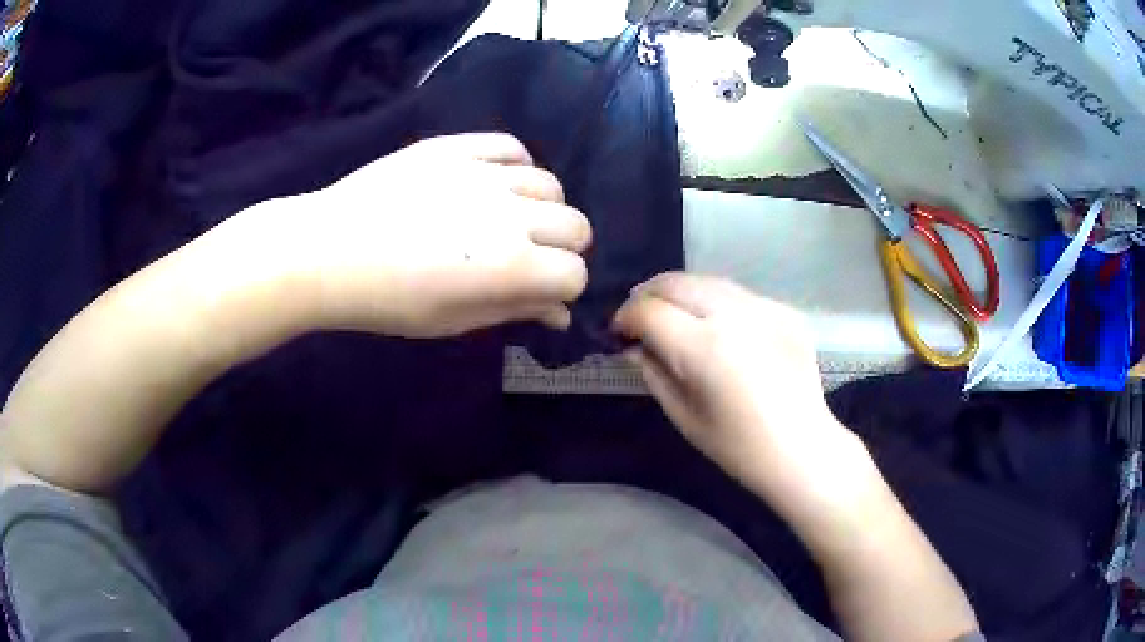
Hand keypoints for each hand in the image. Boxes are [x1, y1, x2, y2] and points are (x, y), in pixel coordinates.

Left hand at [220, 133, 591, 337]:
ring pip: (550, 184)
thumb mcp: (453, 320)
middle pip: (576, 225)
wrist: (329, 251)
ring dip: (544, 208)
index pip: (573, 274)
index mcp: (511, 267)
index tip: (541, 294)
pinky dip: (516, 165)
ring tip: (512, 219)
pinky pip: (511, 147)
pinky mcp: (458, 147)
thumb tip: (561, 313)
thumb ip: (514, 311)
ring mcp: (485, 174)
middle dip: (565, 248)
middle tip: (531, 258)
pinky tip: (498, 182)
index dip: (563, 288)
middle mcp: (511, 215)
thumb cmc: (387, 300)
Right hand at [613, 273, 864, 507]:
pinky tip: (717, 325)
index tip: (619, 332)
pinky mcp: (784, 310)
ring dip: (682, 293)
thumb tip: (634, 344)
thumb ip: (653, 371)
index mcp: (705, 349)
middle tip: (640, 315)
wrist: (802, 448)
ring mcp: (765, 308)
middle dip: (648, 294)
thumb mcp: (683, 415)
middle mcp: (734, 316)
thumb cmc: (737, 446)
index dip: (626, 317)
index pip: (650, 310)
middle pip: (676, 282)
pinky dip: (716, 302)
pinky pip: (738, 294)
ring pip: (707, 280)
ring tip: (673, 313)